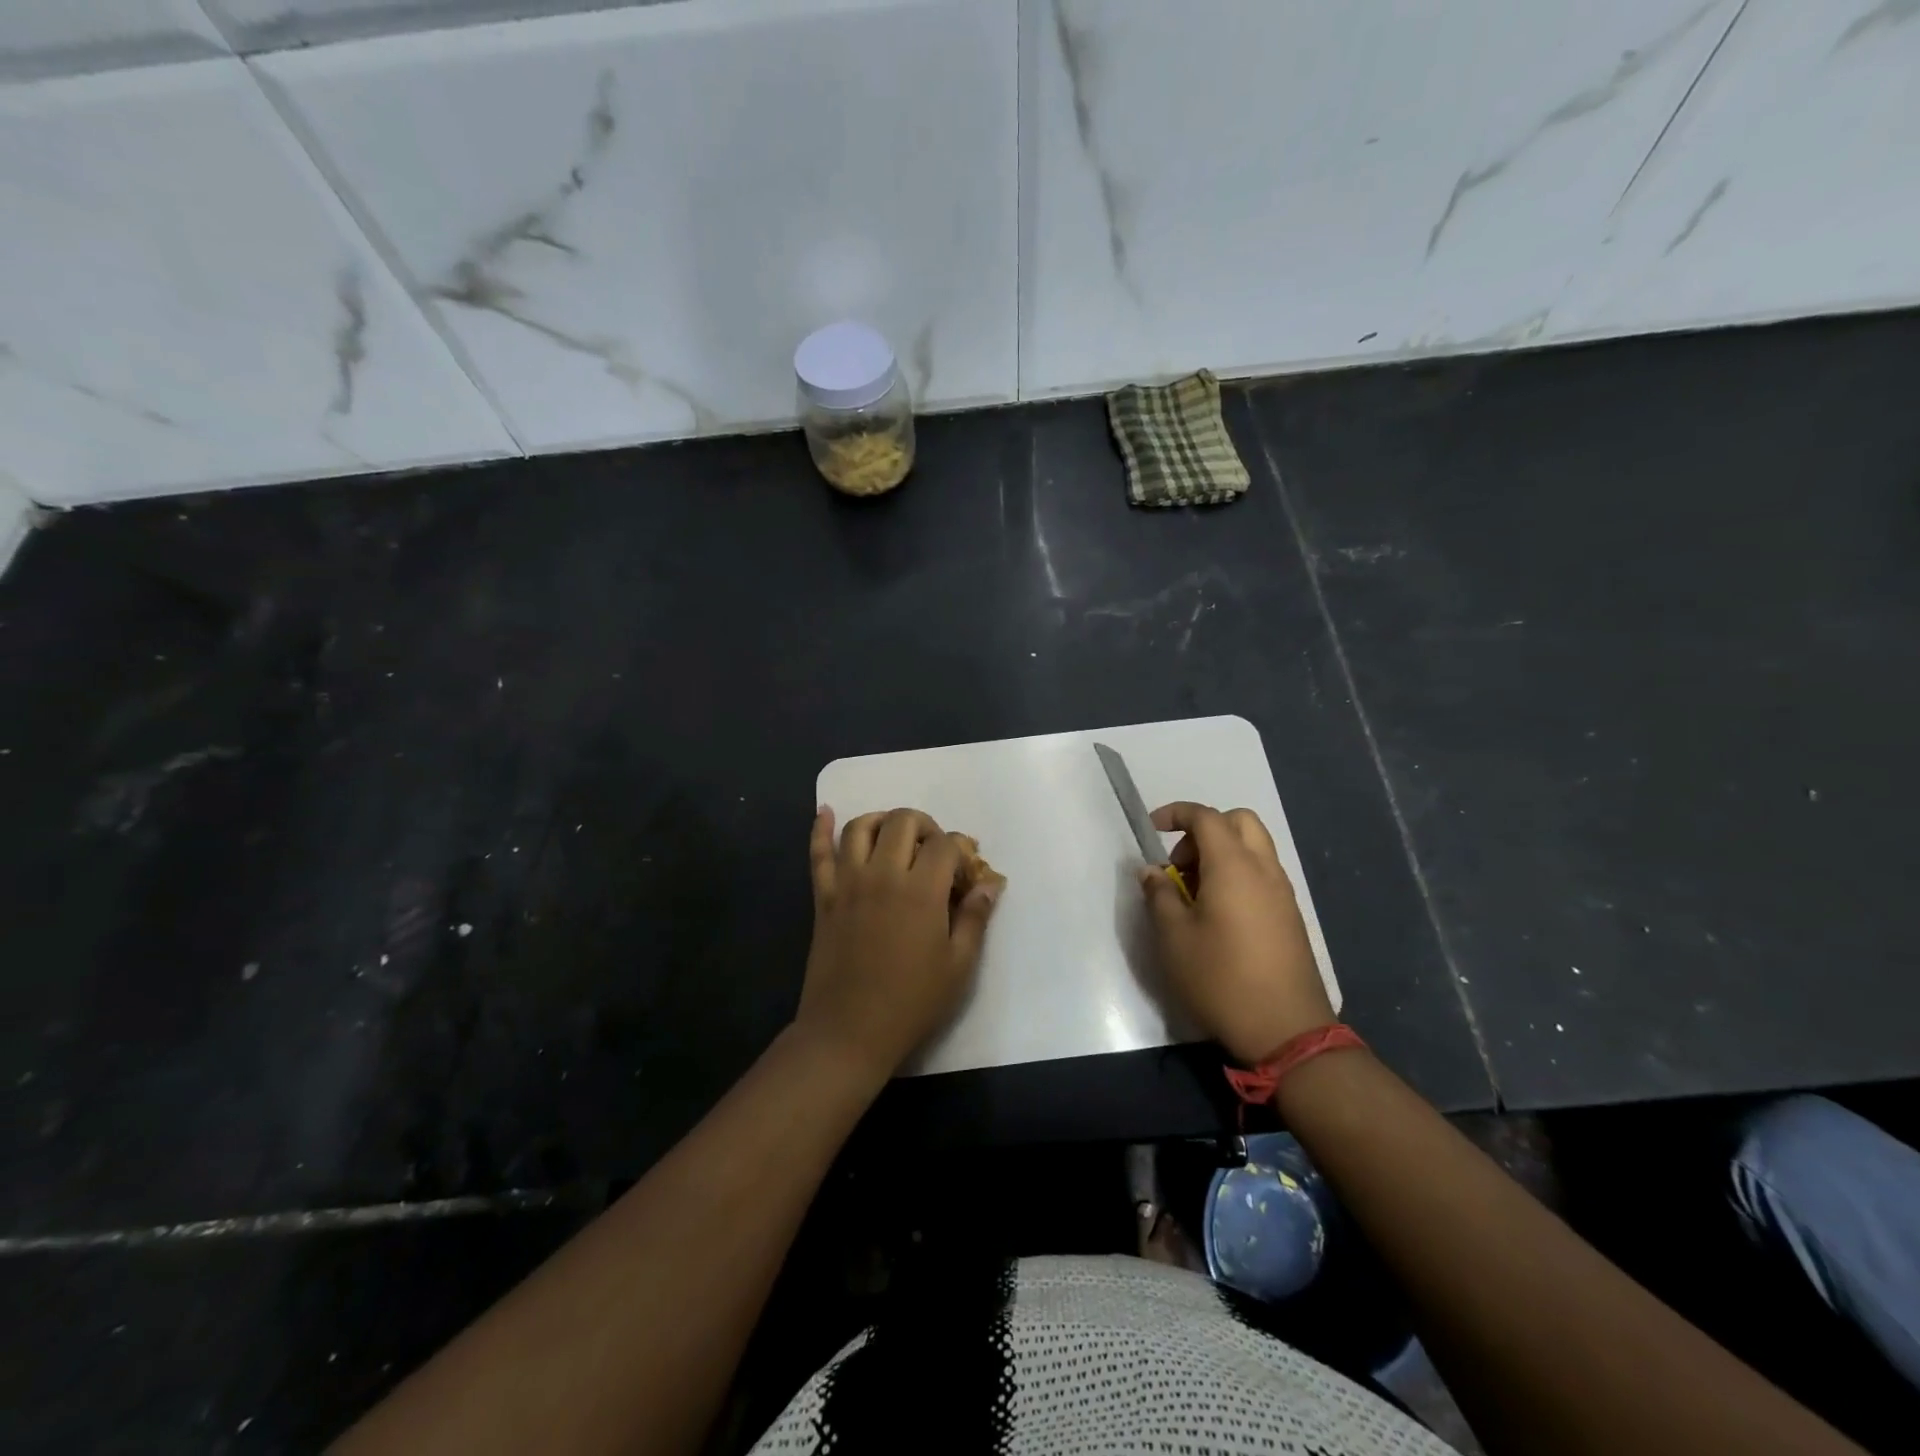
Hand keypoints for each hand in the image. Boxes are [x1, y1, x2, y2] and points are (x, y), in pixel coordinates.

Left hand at [794, 806, 1004, 1083]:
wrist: (849, 1032)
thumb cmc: (911, 1002)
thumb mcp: (958, 965)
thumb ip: (975, 918)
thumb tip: (990, 884)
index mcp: (921, 891)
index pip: (944, 844)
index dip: (960, 850)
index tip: (964, 873)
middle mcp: (883, 874)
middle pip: (902, 821)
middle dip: (925, 826)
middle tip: (933, 852)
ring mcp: (848, 883)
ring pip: (860, 827)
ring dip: (881, 821)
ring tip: (894, 835)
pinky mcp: (823, 897)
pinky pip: (818, 854)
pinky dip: (821, 829)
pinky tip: (825, 812)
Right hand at [1140, 802, 1334, 1064]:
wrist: (1286, 1030)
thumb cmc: (1221, 978)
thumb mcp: (1173, 938)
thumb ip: (1159, 895)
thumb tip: (1152, 870)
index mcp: (1233, 866)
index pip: (1206, 817)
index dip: (1176, 813)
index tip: (1152, 828)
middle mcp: (1263, 869)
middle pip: (1239, 822)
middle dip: (1204, 830)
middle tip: (1180, 862)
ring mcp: (1282, 893)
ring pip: (1254, 848)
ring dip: (1222, 853)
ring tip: (1194, 892)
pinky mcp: (1290, 916)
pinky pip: (1262, 874)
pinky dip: (1238, 874)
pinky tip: (1218, 913)